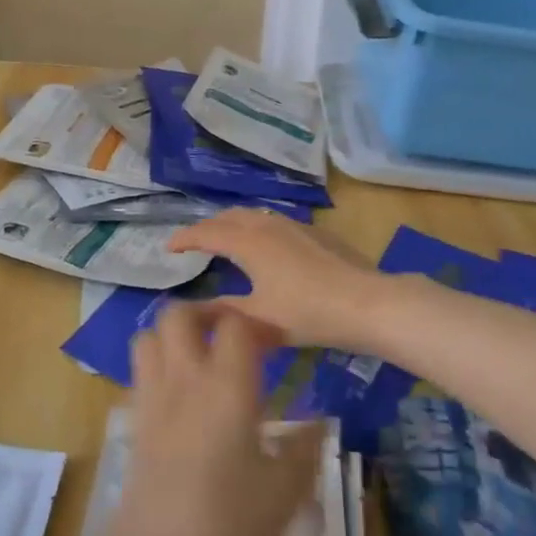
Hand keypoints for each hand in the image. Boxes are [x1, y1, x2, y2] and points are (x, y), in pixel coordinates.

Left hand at [97, 306, 323, 535]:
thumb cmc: (228, 524)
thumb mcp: (284, 493)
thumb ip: (305, 451)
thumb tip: (321, 424)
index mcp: (228, 385)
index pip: (235, 323)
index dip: (257, 324)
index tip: (276, 344)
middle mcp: (186, 377)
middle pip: (180, 313)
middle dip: (206, 312)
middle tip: (232, 335)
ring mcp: (154, 395)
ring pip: (151, 333)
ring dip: (174, 333)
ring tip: (201, 355)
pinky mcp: (136, 418)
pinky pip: (141, 369)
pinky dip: (159, 363)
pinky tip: (181, 394)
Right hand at [168, 210, 386, 353]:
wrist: (367, 302)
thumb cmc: (308, 312)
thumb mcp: (259, 320)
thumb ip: (222, 313)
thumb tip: (187, 311)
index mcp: (248, 242)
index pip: (207, 233)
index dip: (185, 239)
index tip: (169, 248)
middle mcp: (268, 225)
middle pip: (229, 217)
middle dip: (208, 227)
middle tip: (195, 244)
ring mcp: (294, 225)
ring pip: (254, 216)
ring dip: (234, 224)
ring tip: (227, 241)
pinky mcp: (315, 233)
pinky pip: (275, 222)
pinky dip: (257, 229)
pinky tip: (268, 248)